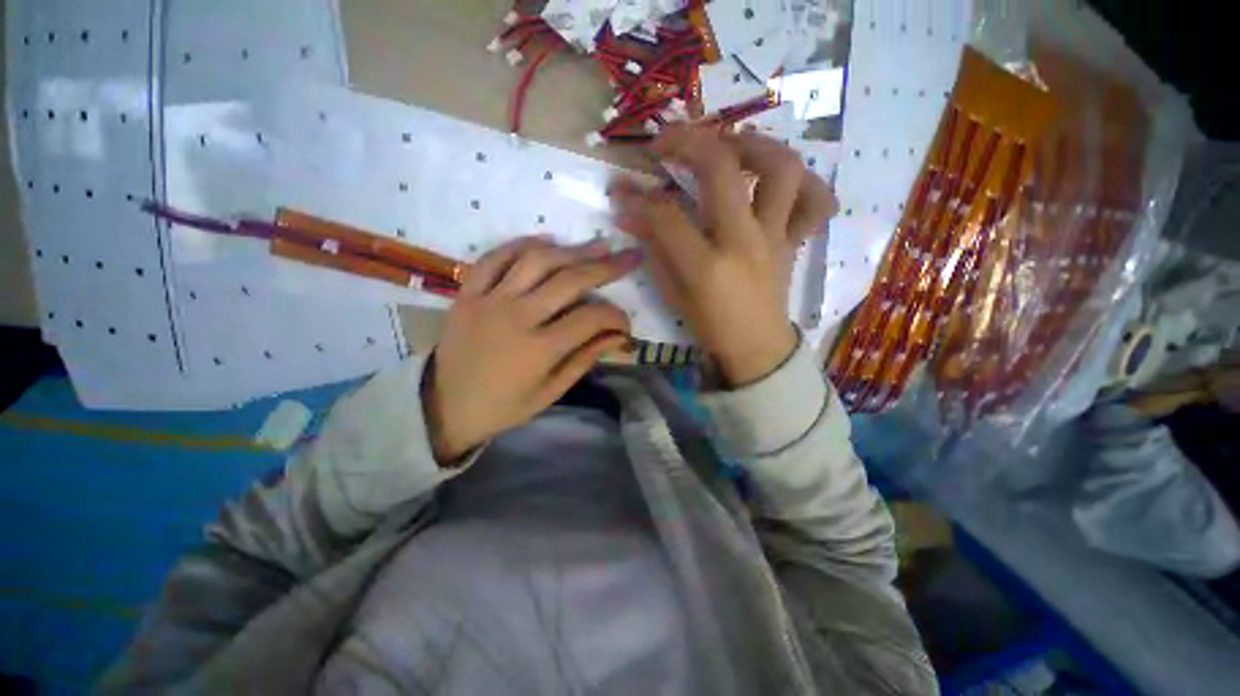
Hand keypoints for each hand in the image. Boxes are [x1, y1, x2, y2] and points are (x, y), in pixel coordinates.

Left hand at [423, 237, 639, 463]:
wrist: (445, 406)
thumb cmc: (504, 406)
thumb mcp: (550, 392)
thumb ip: (585, 359)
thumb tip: (618, 337)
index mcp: (540, 349)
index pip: (591, 318)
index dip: (616, 316)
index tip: (625, 323)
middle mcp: (517, 317)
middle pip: (570, 280)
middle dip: (607, 267)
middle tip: (630, 256)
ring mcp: (490, 300)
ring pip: (537, 261)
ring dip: (572, 250)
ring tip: (597, 246)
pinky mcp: (468, 292)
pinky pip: (495, 258)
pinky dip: (522, 245)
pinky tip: (546, 242)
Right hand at [608, 125, 836, 385]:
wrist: (756, 349)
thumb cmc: (710, 325)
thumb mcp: (673, 292)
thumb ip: (654, 248)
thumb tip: (629, 213)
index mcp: (706, 266)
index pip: (666, 215)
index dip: (638, 197)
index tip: (622, 188)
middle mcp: (744, 243)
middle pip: (722, 170)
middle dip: (689, 142)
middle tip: (670, 140)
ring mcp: (776, 238)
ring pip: (781, 169)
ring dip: (754, 144)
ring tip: (730, 145)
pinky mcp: (795, 241)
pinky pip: (816, 202)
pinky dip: (804, 182)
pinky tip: (780, 182)